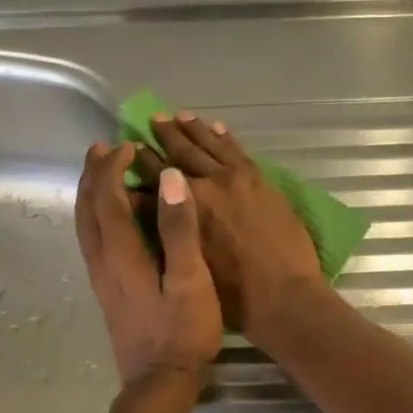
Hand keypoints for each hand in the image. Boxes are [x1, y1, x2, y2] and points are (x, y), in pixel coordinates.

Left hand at [75, 141, 222, 386]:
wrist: (159, 384)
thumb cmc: (182, 333)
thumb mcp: (190, 280)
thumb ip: (179, 229)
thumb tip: (169, 180)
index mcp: (121, 254)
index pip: (108, 198)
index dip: (113, 167)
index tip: (128, 145)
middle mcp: (102, 261)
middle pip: (86, 208)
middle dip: (92, 174)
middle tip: (102, 148)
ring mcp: (101, 278)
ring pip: (85, 225)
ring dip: (89, 194)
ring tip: (100, 173)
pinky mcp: (107, 291)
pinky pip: (92, 240)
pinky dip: (95, 216)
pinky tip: (109, 218)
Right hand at [128, 112, 327, 344]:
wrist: (286, 296)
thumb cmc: (233, 295)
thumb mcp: (189, 265)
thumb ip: (169, 232)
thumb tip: (150, 211)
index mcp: (187, 207)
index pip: (155, 179)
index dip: (139, 165)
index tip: (126, 151)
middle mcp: (209, 185)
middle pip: (181, 154)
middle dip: (162, 138)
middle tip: (148, 121)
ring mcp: (238, 180)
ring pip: (209, 146)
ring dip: (191, 130)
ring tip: (175, 116)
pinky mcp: (261, 182)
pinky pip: (238, 151)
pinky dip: (223, 137)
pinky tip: (214, 127)